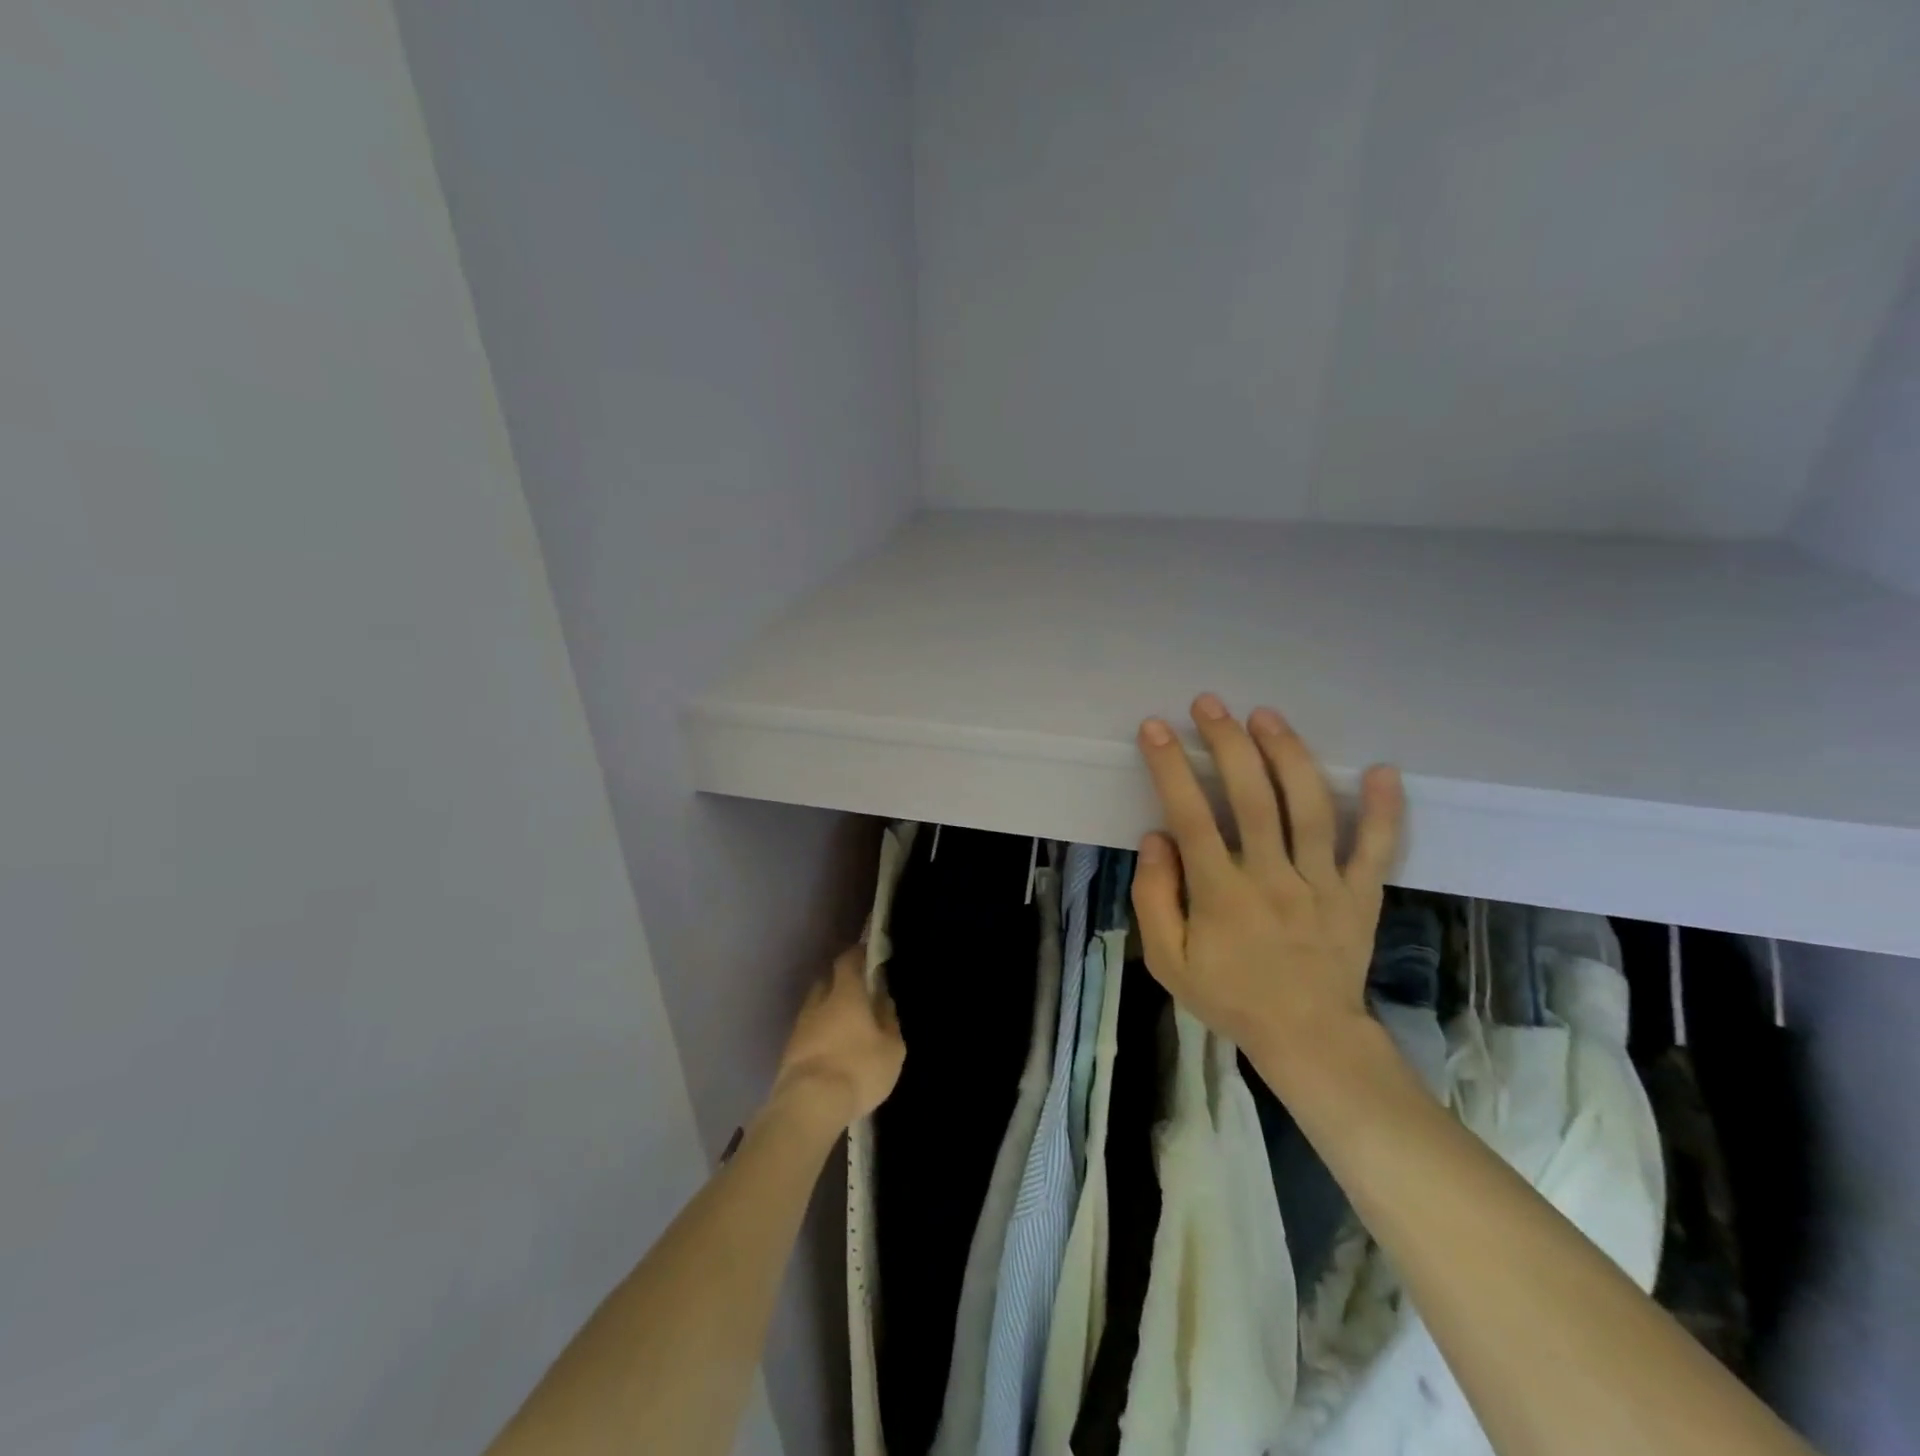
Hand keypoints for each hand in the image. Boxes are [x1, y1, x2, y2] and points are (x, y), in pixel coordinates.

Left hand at [766, 946, 905, 1135]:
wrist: (808, 1105)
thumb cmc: (857, 1069)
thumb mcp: (891, 1048)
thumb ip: (889, 1020)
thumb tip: (883, 1000)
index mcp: (845, 993)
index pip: (847, 961)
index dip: (857, 955)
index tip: (867, 955)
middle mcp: (818, 1003)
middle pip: (827, 982)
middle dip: (841, 983)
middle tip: (858, 994)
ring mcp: (799, 1027)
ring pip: (815, 1008)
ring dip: (828, 1011)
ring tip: (845, 1026)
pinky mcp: (788, 1052)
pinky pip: (808, 1032)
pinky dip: (819, 1034)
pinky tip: (831, 1049)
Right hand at [1132, 694, 1404, 1076]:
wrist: (1308, 1040)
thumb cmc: (1230, 997)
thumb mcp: (1168, 962)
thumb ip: (1155, 899)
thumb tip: (1157, 838)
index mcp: (1221, 894)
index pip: (1191, 816)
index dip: (1170, 767)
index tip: (1156, 728)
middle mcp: (1273, 878)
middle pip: (1252, 797)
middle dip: (1228, 743)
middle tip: (1210, 704)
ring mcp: (1324, 884)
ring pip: (1310, 809)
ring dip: (1289, 756)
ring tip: (1267, 716)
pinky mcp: (1361, 895)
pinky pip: (1378, 848)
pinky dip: (1385, 809)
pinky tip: (1383, 769)